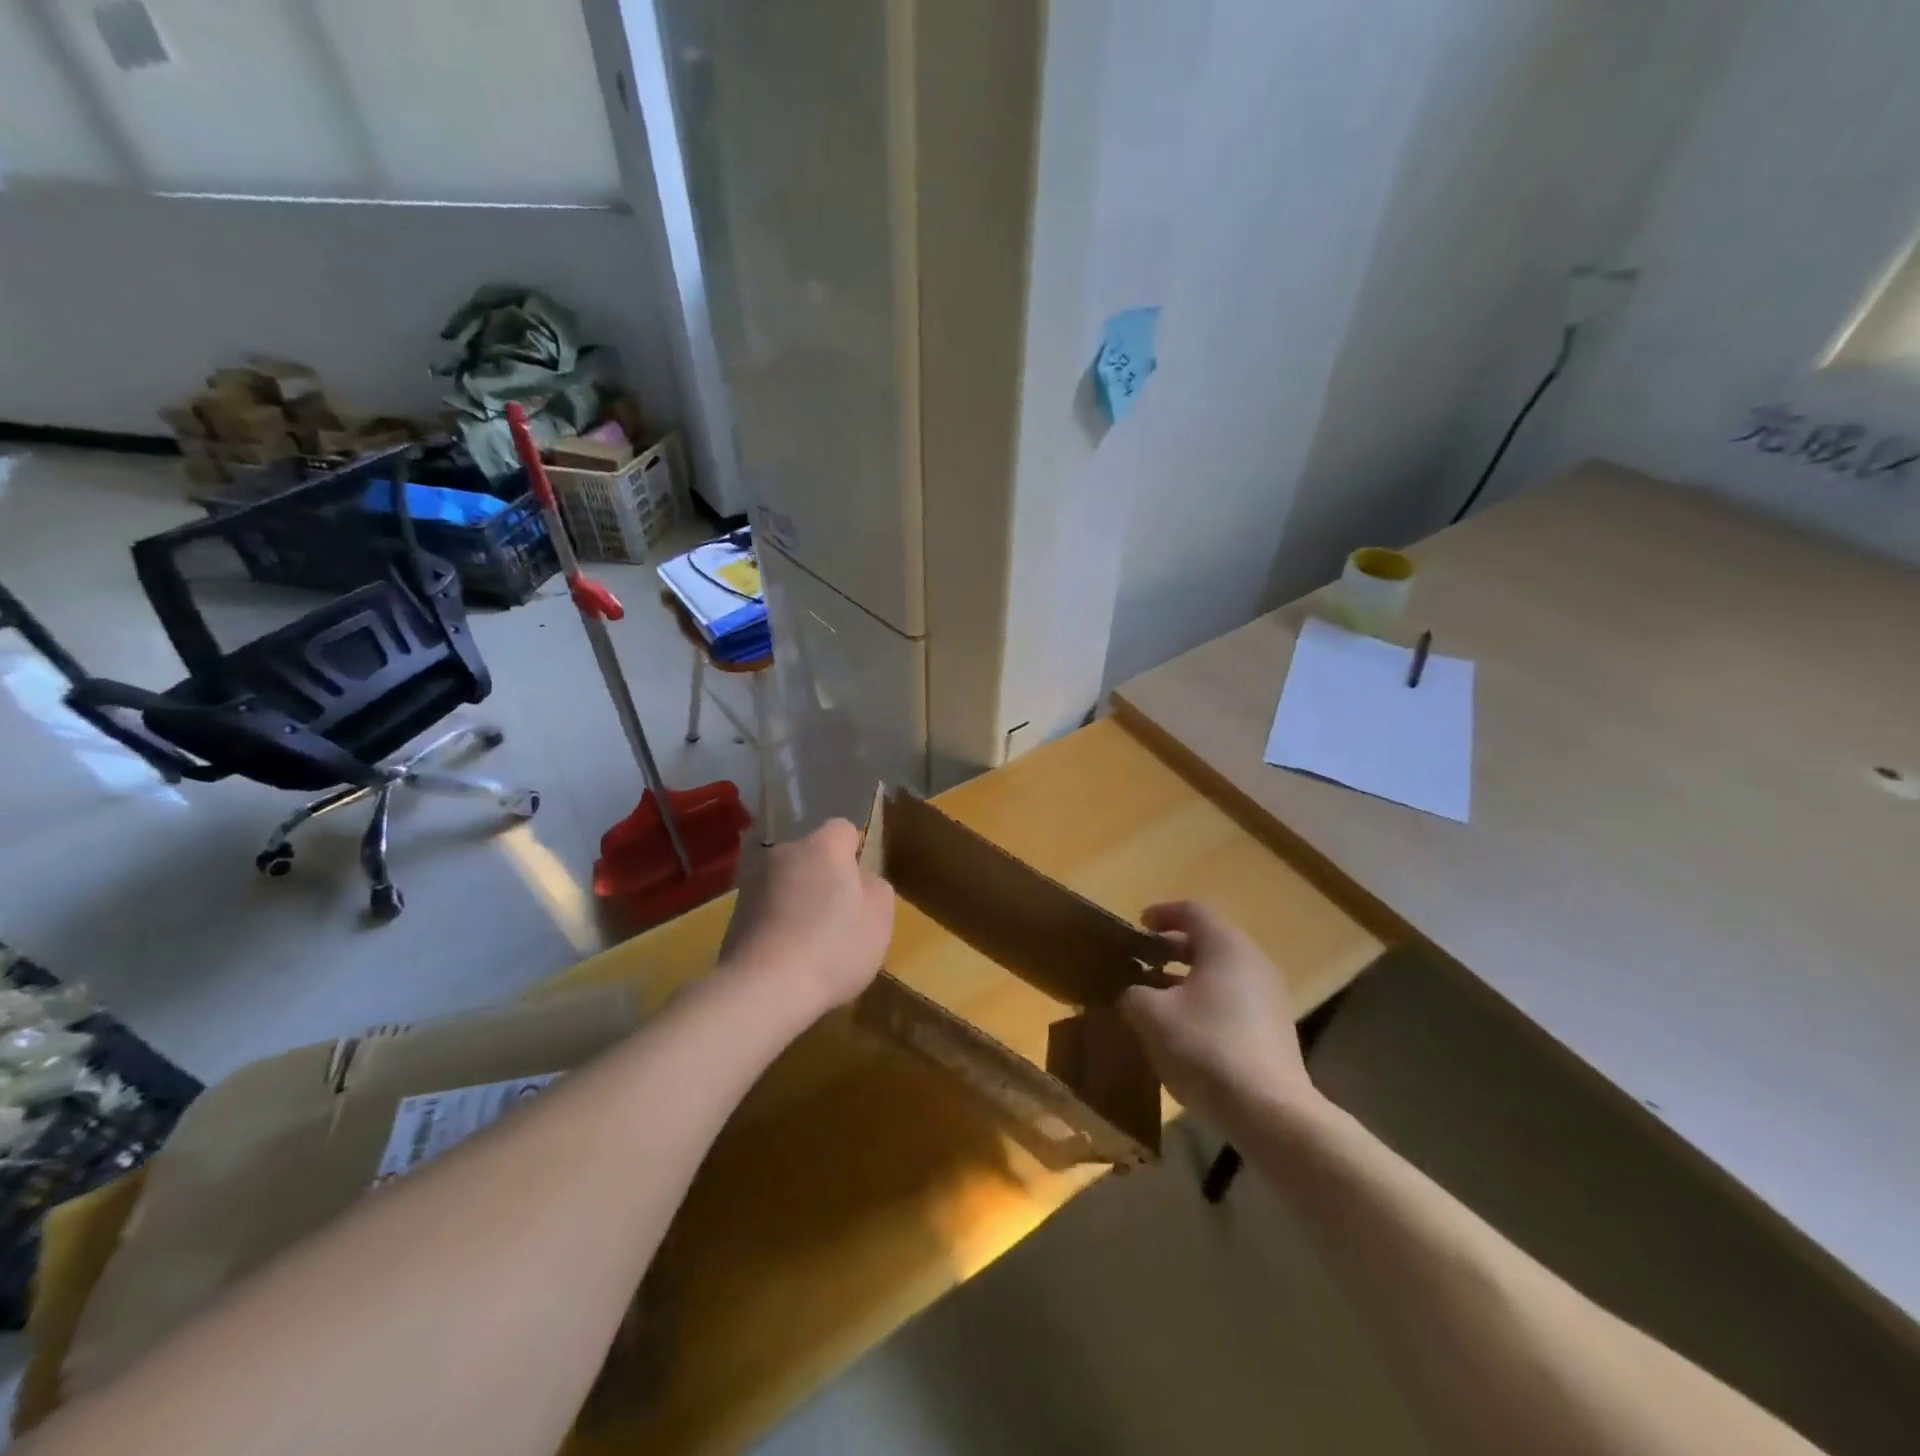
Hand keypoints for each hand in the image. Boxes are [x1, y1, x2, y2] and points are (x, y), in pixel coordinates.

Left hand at [720, 819, 894, 1018]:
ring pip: (787, 883)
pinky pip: (767, 910)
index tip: (860, 889)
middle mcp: (784, 853)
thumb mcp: (879, 918)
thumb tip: (861, 881)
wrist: (763, 988)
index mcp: (823, 846)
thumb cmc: (833, 946)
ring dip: (798, 902)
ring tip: (811, 944)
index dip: (855, 855)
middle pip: (812, 857)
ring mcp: (753, 882)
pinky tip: (787, 957)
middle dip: (824, 879)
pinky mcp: (733, 914)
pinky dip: (778, 924)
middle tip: (840, 918)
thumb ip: (876, 889)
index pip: (843, 830)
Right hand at [1120, 902, 1322, 1131]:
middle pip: (1209, 940)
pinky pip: (1233, 999)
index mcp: (1226, 946)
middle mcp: (1253, 962)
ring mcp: (1269, 997)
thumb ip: (1135, 994)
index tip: (1138, 926)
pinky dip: (1205, 1001)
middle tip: (1142, 961)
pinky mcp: (1274, 1030)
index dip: (1162, 913)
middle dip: (1172, 948)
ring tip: (1156, 997)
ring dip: (1187, 978)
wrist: (1270, 1113)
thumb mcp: (1152, 1016)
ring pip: (1221, 973)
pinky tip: (1183, 1029)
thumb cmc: (1206, 1048)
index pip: (1193, 911)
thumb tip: (1134, 993)